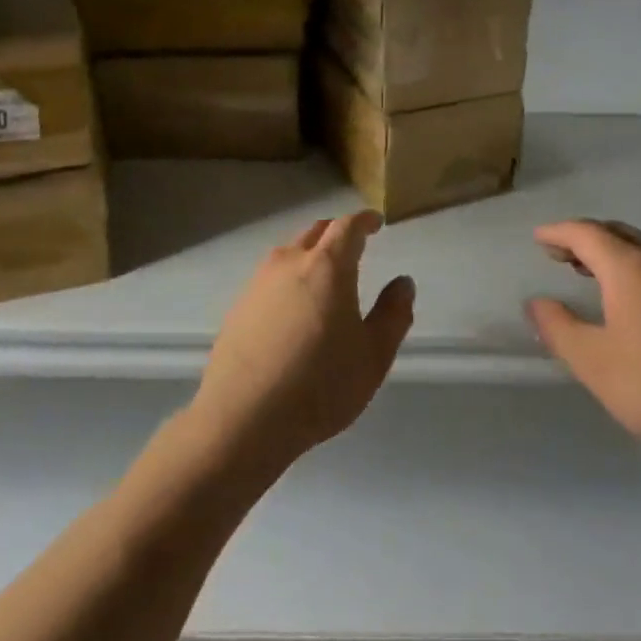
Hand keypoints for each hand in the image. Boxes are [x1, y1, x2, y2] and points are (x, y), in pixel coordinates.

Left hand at [194, 211, 414, 467]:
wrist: (242, 419)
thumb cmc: (320, 385)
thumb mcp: (373, 355)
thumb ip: (393, 314)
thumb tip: (403, 282)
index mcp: (327, 267)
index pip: (348, 227)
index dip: (364, 221)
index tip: (376, 223)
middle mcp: (289, 263)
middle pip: (315, 233)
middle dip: (337, 233)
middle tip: (354, 245)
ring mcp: (258, 284)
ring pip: (289, 253)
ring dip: (310, 254)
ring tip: (324, 277)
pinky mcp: (238, 308)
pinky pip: (270, 279)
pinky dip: (289, 280)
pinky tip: (293, 309)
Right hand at [527, 219, 640, 473]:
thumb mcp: (595, 363)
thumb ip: (560, 330)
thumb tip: (536, 303)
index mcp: (631, 268)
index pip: (587, 234)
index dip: (559, 233)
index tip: (539, 238)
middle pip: (618, 233)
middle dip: (585, 238)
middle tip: (560, 253)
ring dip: (612, 252)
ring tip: (590, 272)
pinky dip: (635, 268)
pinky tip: (634, 299)